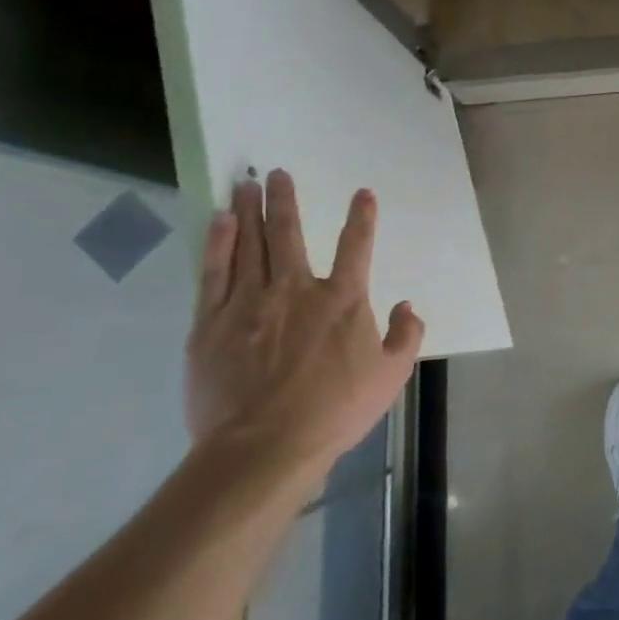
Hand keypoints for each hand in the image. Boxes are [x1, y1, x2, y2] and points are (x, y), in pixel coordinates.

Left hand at [184, 170, 423, 480]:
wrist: (264, 447)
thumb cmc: (334, 410)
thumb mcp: (391, 376)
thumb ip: (406, 335)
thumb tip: (408, 305)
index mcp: (343, 300)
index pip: (356, 246)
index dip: (362, 217)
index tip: (362, 193)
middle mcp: (296, 290)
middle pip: (290, 234)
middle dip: (285, 201)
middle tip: (278, 173)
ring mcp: (249, 304)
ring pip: (250, 245)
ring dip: (250, 212)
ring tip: (247, 184)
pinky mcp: (210, 325)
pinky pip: (214, 274)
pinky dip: (217, 244)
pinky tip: (219, 222)